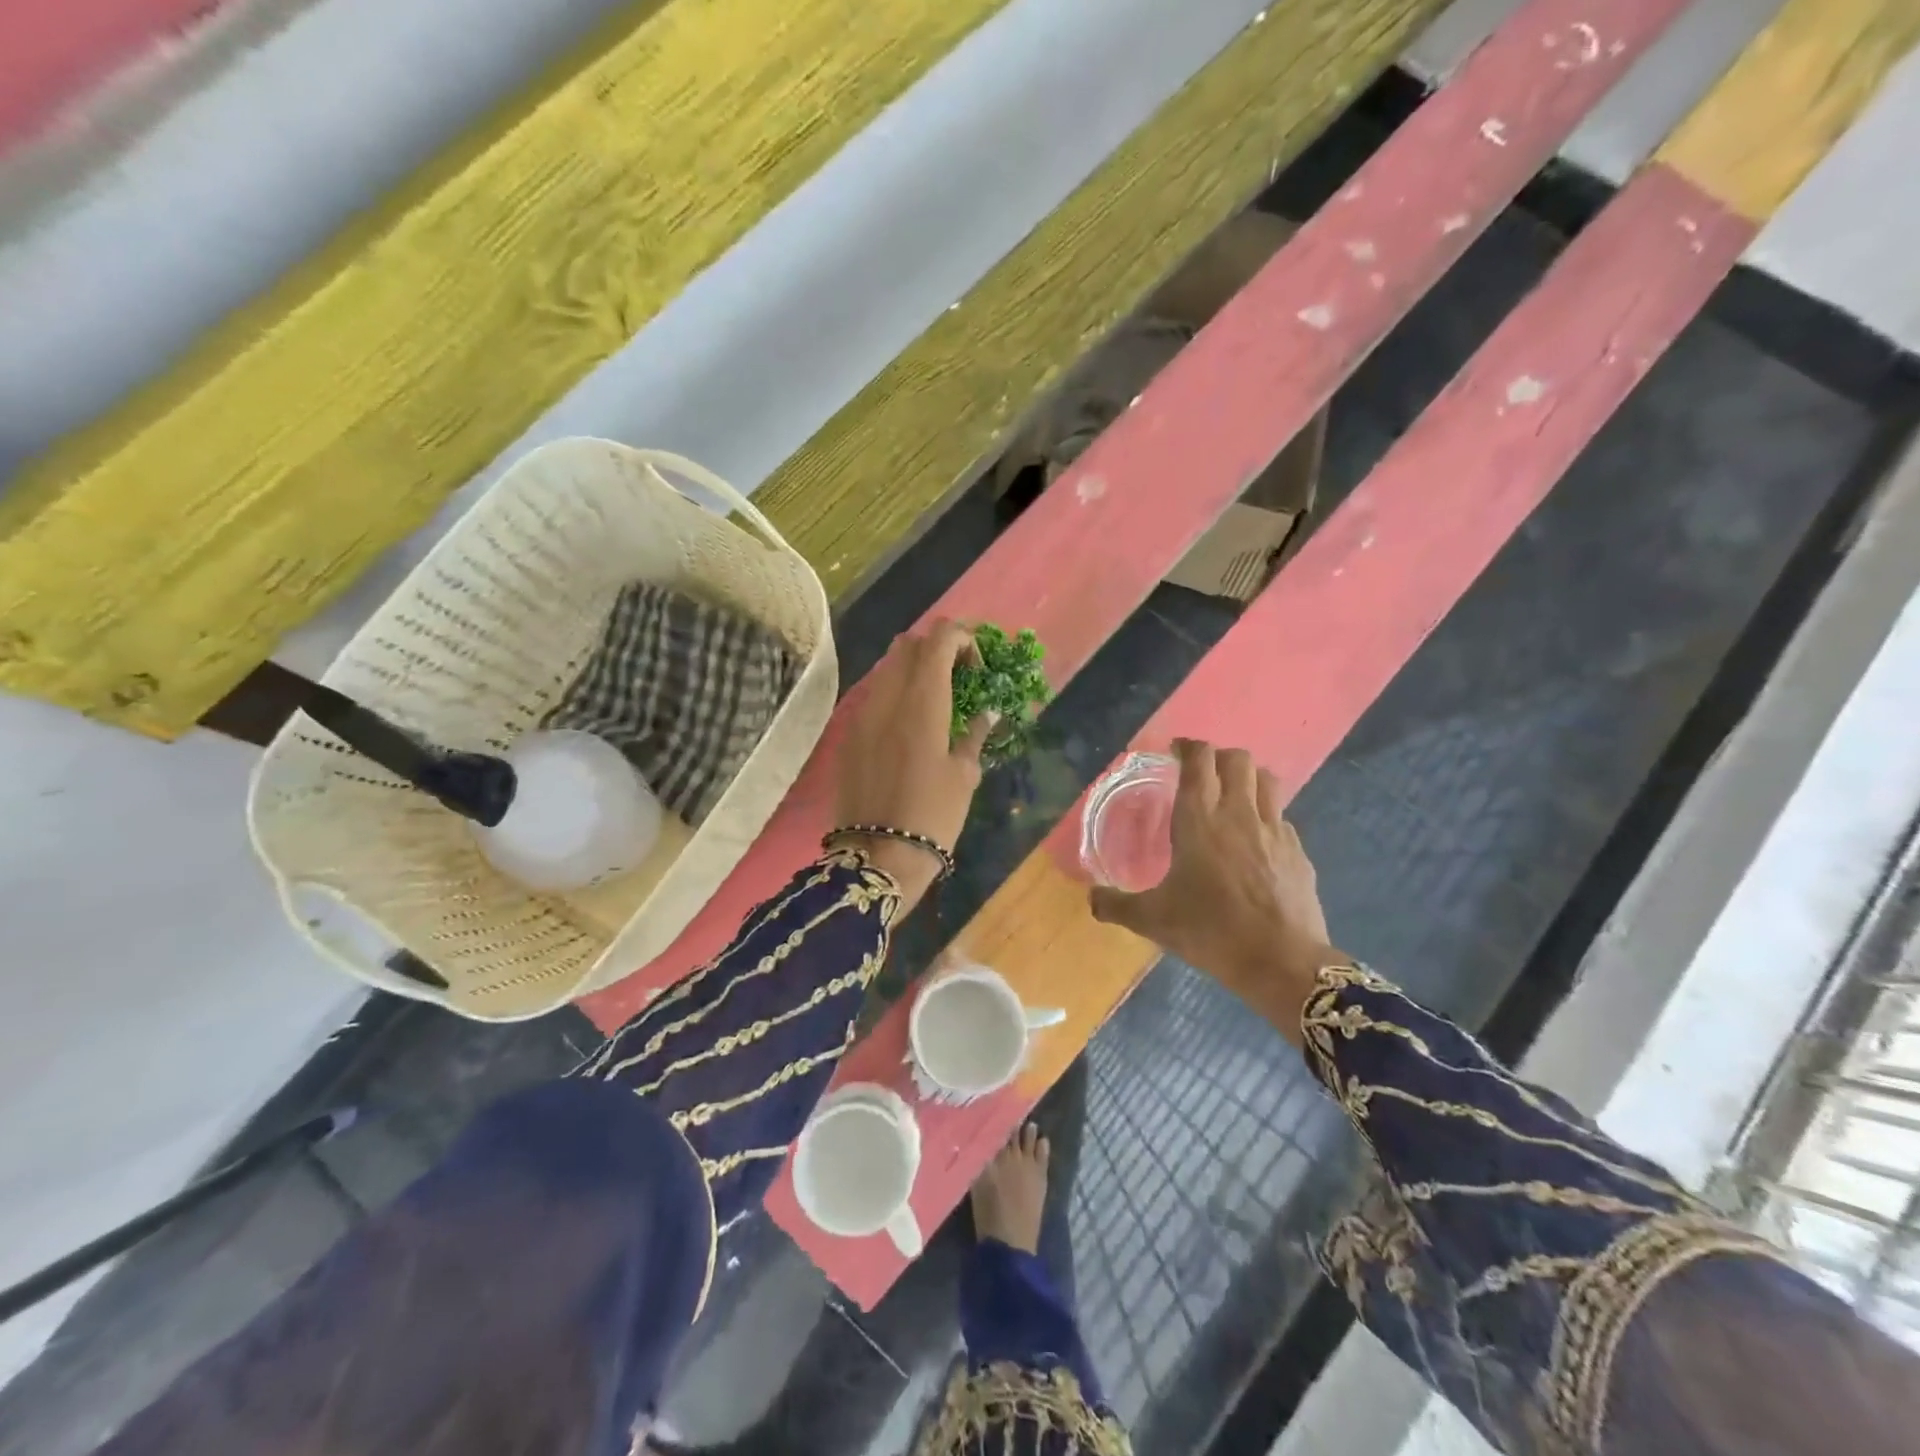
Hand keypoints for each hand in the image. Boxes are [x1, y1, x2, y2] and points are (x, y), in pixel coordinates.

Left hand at [833, 620, 992, 911]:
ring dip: (914, 669)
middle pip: (908, 644)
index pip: (938, 640)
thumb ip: (974, 734)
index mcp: (921, 703)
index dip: (963, 638)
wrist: (877, 858)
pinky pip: (873, 696)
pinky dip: (895, 694)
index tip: (978, 664)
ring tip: (936, 699)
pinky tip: (909, 725)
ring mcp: (861, 715)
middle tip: (959, 675)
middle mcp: (886, 699)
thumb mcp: (964, 776)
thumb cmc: (932, 817)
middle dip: (937, 648)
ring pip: (886, 668)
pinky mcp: (848, 735)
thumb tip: (987, 713)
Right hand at [1088, 738, 1341, 1043]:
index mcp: (1199, 819)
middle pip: (1236, 759)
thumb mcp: (1152, 920)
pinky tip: (1255, 840)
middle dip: (1218, 757)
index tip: (1175, 752)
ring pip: (1266, 779)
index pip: (1199, 760)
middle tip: (1201, 774)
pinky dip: (1266, 814)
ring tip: (1231, 795)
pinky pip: (1281, 816)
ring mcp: (1274, 829)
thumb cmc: (1210, 931)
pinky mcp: (1298, 851)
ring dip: (1247, 777)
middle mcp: (1238, 813)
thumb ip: (1115, 905)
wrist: (1281, 962)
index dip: (1187, 747)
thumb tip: (1090, 898)